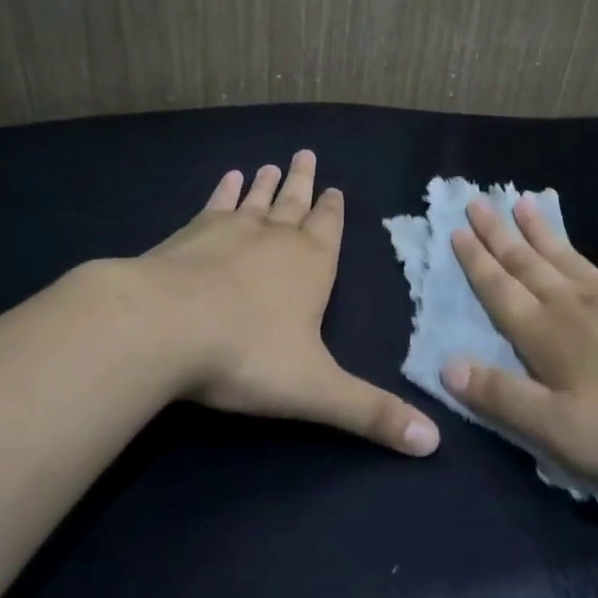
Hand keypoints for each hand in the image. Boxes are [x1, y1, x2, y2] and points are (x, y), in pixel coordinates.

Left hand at [111, 150, 439, 456]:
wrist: (163, 326)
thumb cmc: (247, 355)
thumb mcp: (316, 391)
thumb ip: (371, 414)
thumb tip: (434, 443)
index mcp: (310, 265)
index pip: (329, 229)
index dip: (333, 210)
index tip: (336, 188)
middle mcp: (274, 238)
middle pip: (294, 203)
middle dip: (303, 183)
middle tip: (306, 154)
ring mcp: (229, 231)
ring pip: (255, 200)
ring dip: (265, 183)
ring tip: (270, 164)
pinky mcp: (188, 235)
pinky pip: (214, 205)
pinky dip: (222, 191)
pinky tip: (226, 179)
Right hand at [445, 198, 597, 491]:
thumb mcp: (557, 429)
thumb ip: (501, 396)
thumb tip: (446, 365)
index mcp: (546, 337)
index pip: (500, 292)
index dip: (475, 263)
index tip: (456, 231)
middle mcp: (573, 307)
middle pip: (527, 265)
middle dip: (499, 235)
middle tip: (477, 202)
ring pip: (568, 257)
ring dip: (542, 231)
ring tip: (522, 201)